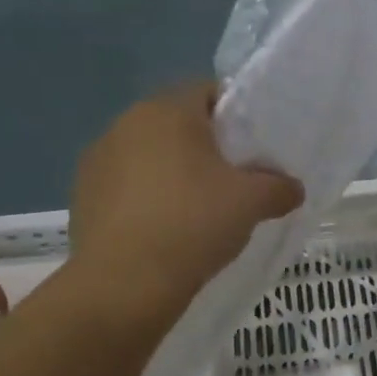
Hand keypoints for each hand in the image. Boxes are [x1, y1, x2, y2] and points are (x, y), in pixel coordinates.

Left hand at [69, 83, 302, 314]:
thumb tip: (293, 188)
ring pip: (151, 156)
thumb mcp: (252, 202)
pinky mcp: (83, 196)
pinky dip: (149, 200)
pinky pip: (129, 187)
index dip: (237, 115)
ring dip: (175, 173)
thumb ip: (279, 187)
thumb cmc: (193, 223)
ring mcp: (98, 160)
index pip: (209, 92)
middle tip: (236, 180)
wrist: (124, 283)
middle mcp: (126, 123)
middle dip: (207, 147)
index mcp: (167, 111)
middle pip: (178, 124)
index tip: (255, 148)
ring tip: (200, 210)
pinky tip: (167, 230)